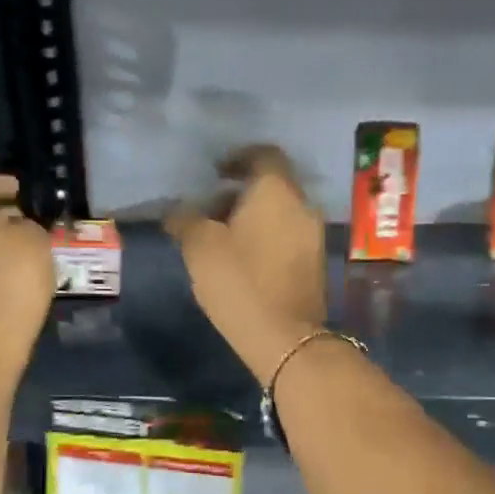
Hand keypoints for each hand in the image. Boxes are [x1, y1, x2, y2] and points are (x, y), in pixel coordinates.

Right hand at [167, 145, 326, 378]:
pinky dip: (267, 238)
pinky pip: (288, 237)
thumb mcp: (200, 247)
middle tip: (210, 212)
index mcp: (277, 191)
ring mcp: (314, 237)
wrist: (286, 339)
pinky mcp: (316, 264)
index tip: (215, 173)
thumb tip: (178, 211)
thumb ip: (187, 220)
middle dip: (241, 194)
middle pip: (272, 186)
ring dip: (253, 218)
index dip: (238, 158)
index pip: (264, 155)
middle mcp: (302, 206)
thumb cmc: (240, 283)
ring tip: (222, 240)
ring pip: (281, 213)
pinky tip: (244, 261)